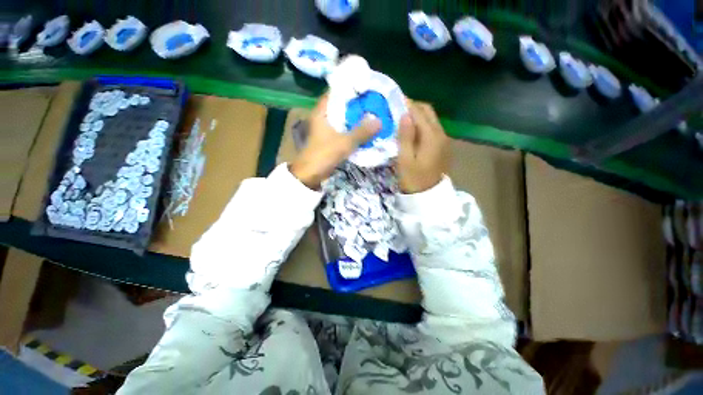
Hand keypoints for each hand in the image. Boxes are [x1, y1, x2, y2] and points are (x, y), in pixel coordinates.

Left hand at [291, 94, 380, 188]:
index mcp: (321, 112)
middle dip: (356, 103)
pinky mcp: (330, 139)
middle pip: (341, 105)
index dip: (349, 87)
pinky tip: (365, 129)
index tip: (365, 86)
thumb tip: (380, 121)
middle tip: (373, 100)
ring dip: (356, 117)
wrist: (310, 175)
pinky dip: (353, 129)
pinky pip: (344, 129)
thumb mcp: (344, 143)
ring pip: (343, 118)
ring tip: (372, 113)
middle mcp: (323, 117)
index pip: (335, 92)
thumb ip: (361, 132)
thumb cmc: (323, 155)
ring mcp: (326, 129)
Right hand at [397, 102, 448, 193]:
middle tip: (396, 107)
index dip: (406, 103)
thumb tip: (404, 115)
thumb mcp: (405, 160)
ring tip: (401, 116)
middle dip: (413, 106)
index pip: (418, 112)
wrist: (428, 195)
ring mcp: (443, 139)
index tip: (393, 98)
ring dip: (417, 114)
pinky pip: (432, 127)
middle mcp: (440, 133)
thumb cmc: (413, 179)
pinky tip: (411, 128)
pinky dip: (421, 122)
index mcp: (431, 137)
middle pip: (427, 111)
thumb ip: (405, 137)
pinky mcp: (442, 145)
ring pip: (430, 118)